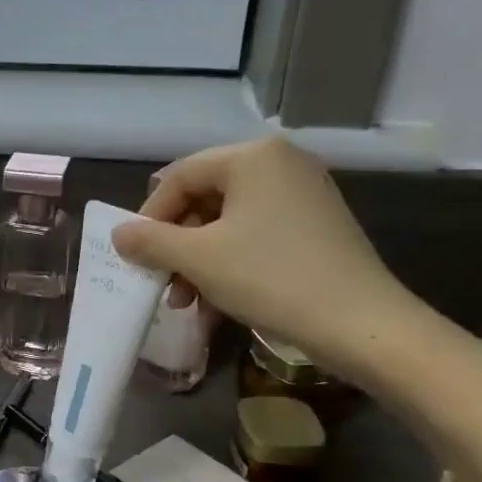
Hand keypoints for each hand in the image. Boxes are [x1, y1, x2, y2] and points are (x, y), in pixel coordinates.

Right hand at [111, 138, 419, 376]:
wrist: (363, 325)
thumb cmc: (271, 278)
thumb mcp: (199, 260)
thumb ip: (151, 242)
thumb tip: (118, 234)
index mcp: (254, 156)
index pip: (180, 176)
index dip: (150, 216)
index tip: (135, 255)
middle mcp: (281, 164)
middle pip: (205, 199)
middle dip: (176, 246)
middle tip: (160, 283)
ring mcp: (303, 195)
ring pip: (228, 224)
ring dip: (198, 263)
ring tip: (185, 303)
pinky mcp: (317, 227)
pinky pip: (256, 237)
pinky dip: (230, 267)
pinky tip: (215, 307)